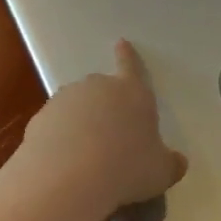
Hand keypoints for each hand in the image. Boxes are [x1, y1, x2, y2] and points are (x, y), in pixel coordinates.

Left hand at [19, 40, 187, 220]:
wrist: (67, 178)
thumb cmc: (126, 168)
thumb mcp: (160, 173)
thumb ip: (170, 164)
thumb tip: (179, 163)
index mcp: (133, 92)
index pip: (132, 66)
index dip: (128, 56)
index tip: (121, 43)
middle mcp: (99, 87)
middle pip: (103, 89)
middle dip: (106, 106)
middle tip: (110, 137)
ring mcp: (66, 99)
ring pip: (77, 107)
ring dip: (81, 123)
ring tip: (86, 158)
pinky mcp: (40, 118)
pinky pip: (55, 126)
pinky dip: (60, 139)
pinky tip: (64, 165)